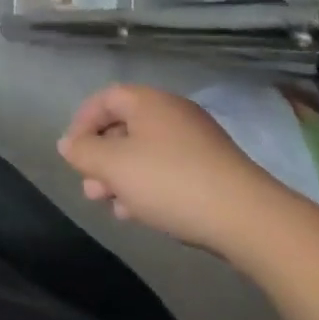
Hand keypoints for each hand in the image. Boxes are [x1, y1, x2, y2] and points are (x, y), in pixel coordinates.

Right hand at [57, 85, 305, 257]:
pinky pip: (170, 169)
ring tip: (112, 207)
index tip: (72, 155)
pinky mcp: (216, 169)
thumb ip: (83, 153)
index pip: (103, 100)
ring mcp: (198, 140)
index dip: (81, 124)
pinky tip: (142, 214)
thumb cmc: (171, 182)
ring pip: (146, 152)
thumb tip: (68, 144)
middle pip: (124, 127)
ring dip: (124, 177)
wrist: (250, 220)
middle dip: (102, 158)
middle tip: (90, 188)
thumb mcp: (114, 167)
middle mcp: (172, 112)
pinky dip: (150, 185)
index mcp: (147, 101)